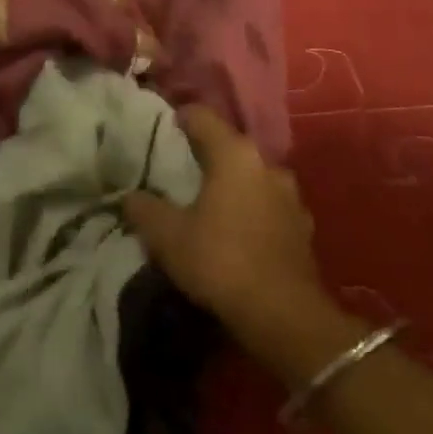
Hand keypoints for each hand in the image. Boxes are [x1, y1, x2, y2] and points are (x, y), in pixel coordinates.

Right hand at [123, 106, 323, 343]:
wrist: (284, 316)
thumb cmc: (220, 261)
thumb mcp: (168, 237)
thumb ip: (145, 209)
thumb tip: (130, 196)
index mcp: (235, 155)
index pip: (203, 117)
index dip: (180, 117)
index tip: (163, 126)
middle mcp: (267, 165)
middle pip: (230, 147)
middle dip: (206, 154)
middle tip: (179, 168)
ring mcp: (290, 197)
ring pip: (252, 177)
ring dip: (232, 184)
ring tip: (208, 201)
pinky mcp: (302, 228)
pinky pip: (268, 206)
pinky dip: (251, 210)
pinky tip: (236, 230)